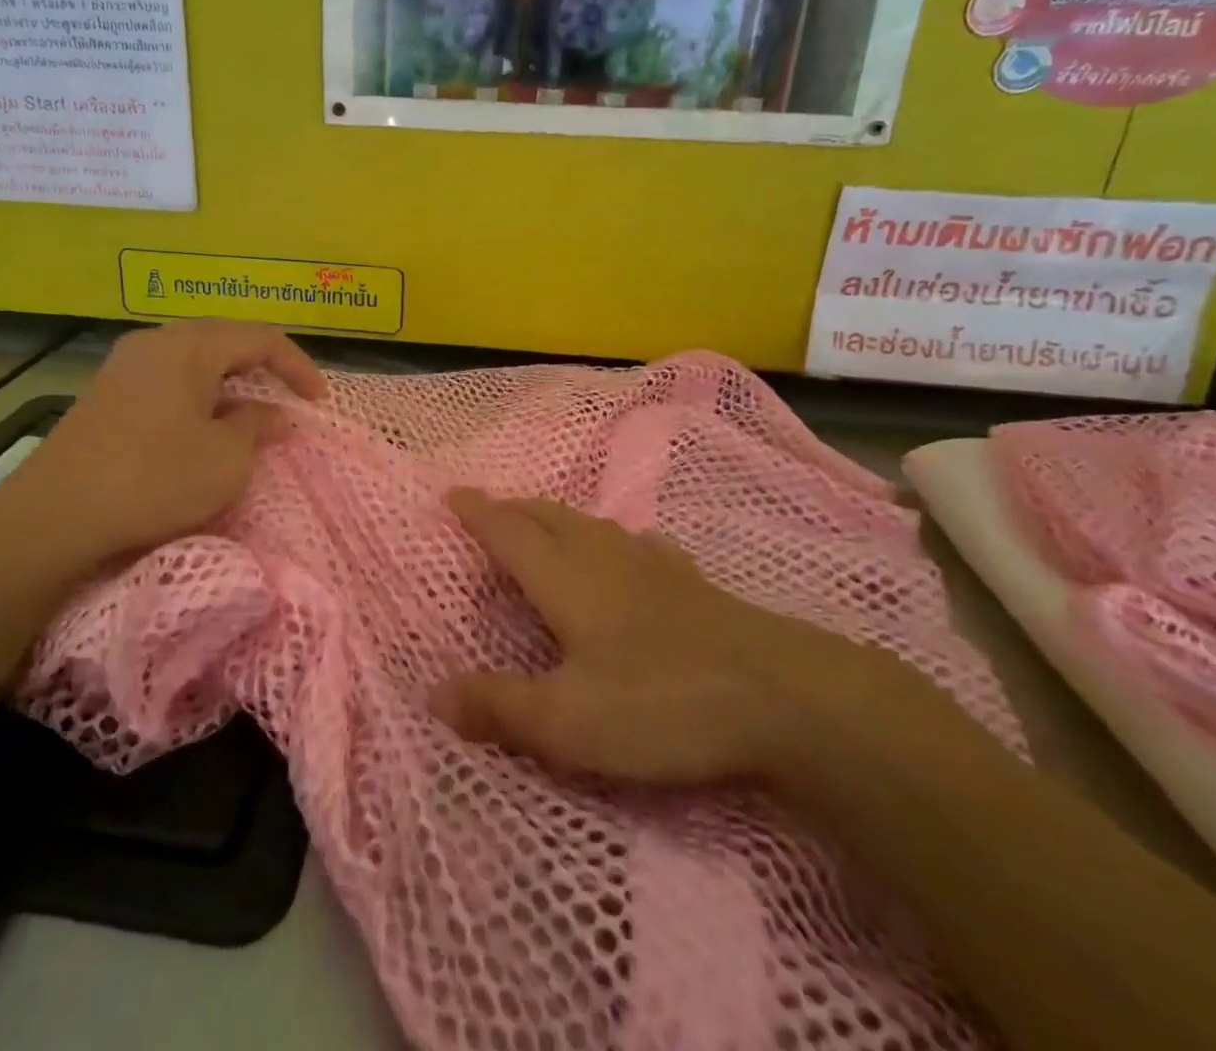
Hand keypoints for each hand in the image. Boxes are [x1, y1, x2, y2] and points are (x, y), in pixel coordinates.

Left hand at [0, 322, 324, 573]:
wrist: (54, 515)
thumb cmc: (154, 479)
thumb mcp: (225, 459)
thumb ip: (256, 426)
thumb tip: (271, 413)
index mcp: (189, 346)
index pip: (261, 338)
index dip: (298, 366)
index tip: (319, 402)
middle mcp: (156, 342)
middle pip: (225, 342)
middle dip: (263, 370)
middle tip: (287, 401)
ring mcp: (125, 365)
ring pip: (194, 361)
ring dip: (229, 385)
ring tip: (249, 415)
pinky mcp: (107, 393)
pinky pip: (168, 380)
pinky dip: (198, 397)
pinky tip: (201, 428)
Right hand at [431, 490, 906, 787]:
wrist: (782, 696)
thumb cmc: (661, 704)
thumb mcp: (568, 722)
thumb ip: (499, 707)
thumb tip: (433, 695)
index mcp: (566, 580)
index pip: (509, 533)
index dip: (478, 513)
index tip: (452, 493)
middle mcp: (603, 558)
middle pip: (549, 517)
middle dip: (514, 508)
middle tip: (491, 506)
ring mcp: (653, 566)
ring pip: (592, 525)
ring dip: (558, 517)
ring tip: (545, 523)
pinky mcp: (693, 584)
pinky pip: (638, 545)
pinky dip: (614, 540)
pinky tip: (631, 551)